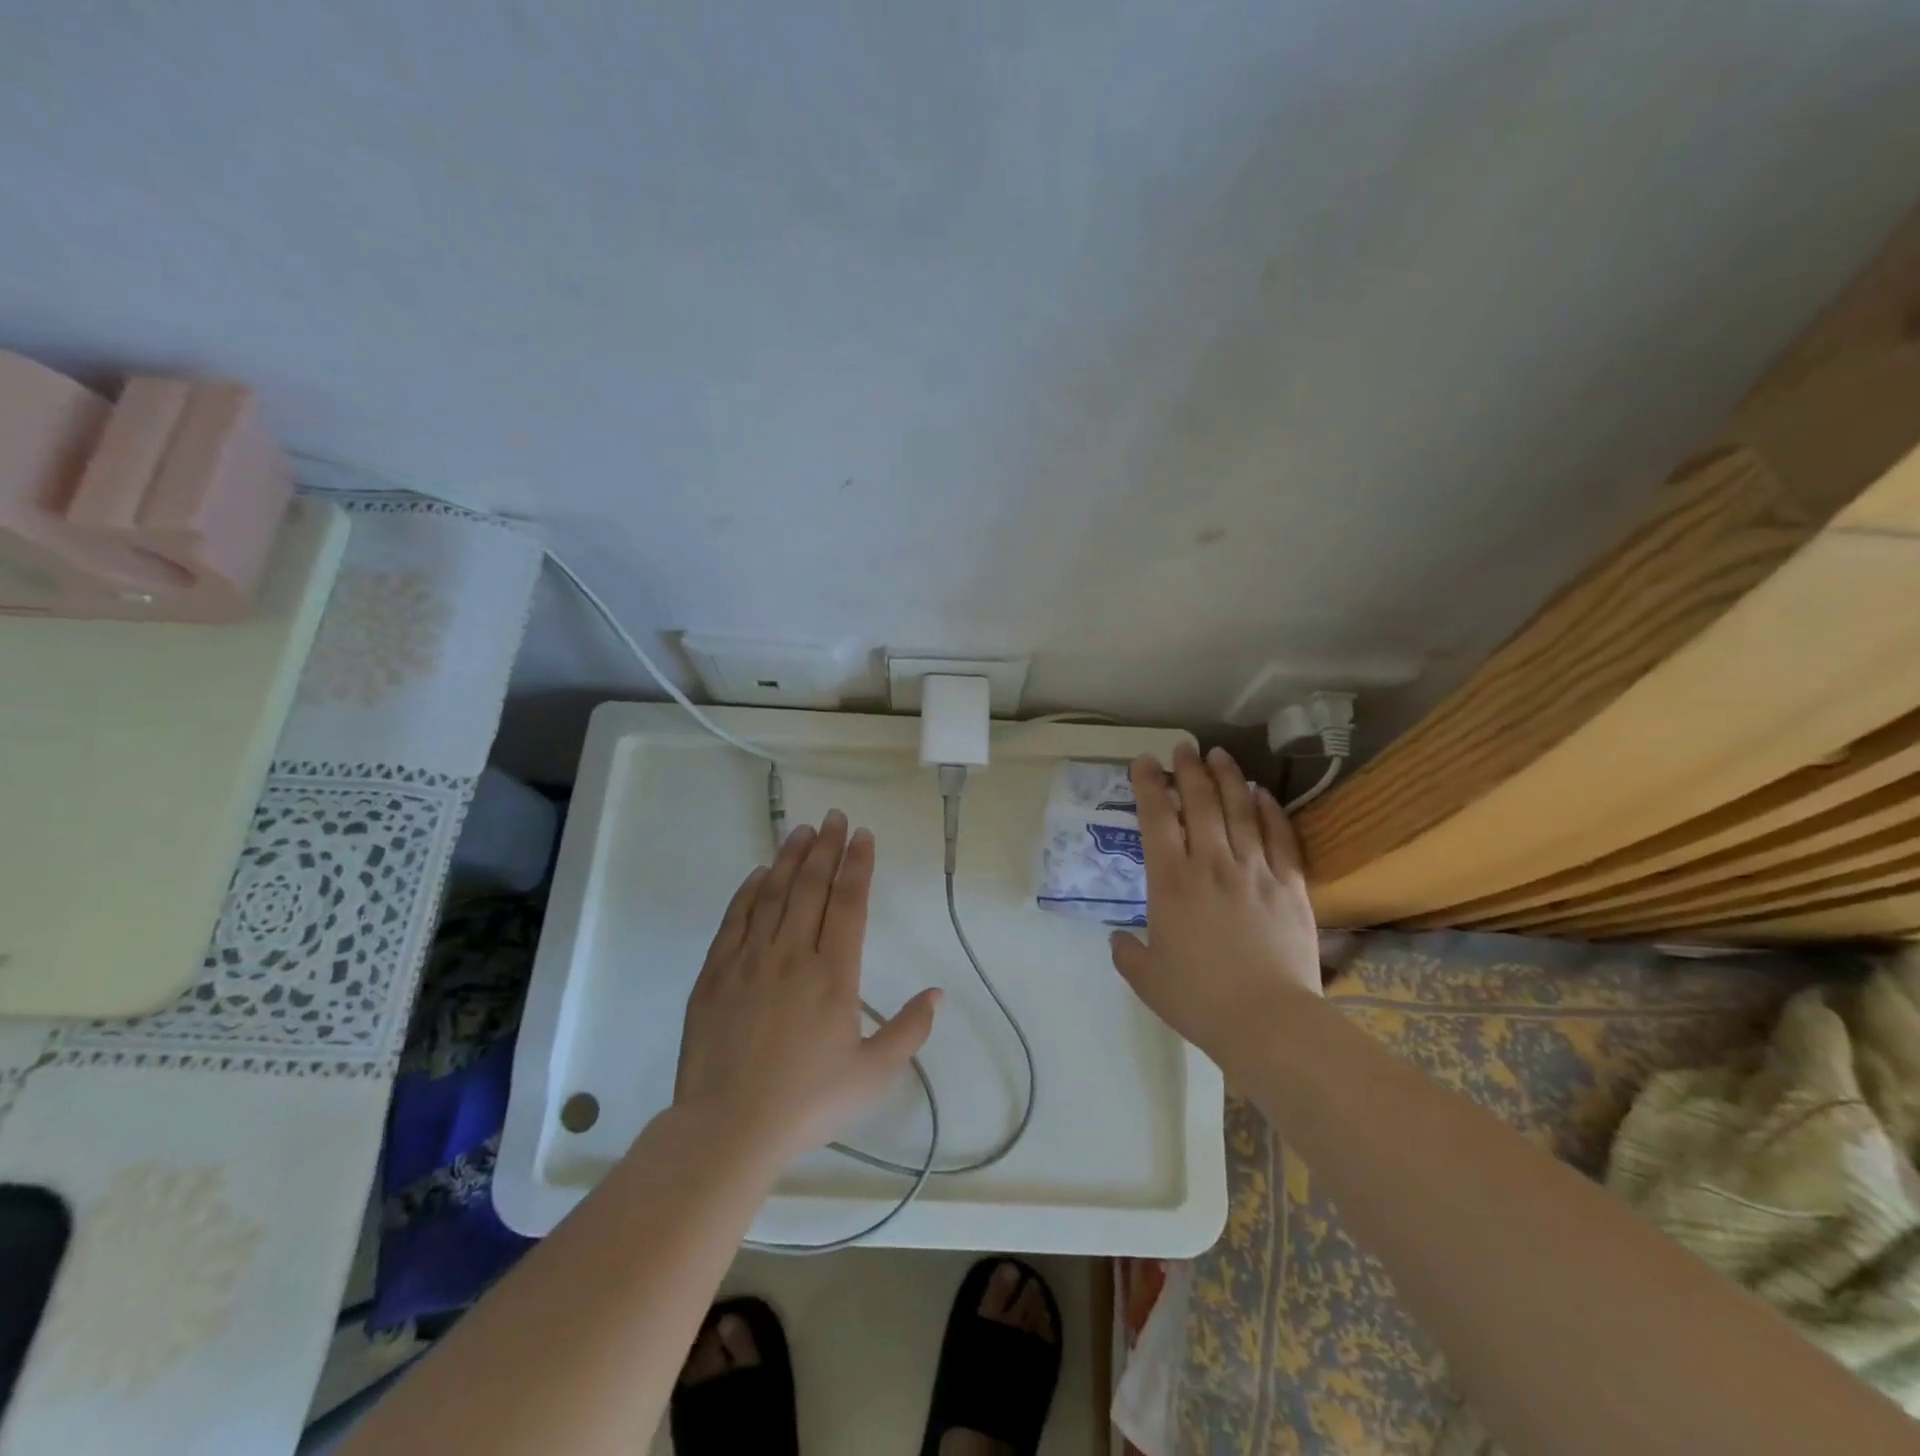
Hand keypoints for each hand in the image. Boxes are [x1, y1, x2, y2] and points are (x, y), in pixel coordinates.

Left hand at [674, 809, 940, 1164]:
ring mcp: (749, 961)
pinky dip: (749, 891)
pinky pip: (735, 920)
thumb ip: (909, 1031)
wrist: (727, 1128)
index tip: (863, 836)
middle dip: (826, 848)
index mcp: (833, 974)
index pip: (849, 903)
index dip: (858, 865)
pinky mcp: (715, 974)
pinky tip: (758, 874)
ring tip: (801, 830)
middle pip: (811, 887)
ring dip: (790, 859)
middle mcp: (792, 955)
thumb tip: (937, 994)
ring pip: (773, 895)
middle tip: (834, 817)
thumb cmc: (807, 1102)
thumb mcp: (872, 1075)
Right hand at [1108, 744, 1320, 1069]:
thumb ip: (1127, 952)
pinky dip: (1270, 811)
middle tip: (1183, 747)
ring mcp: (1254, 871)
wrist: (1268, 1022)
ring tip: (1220, 755)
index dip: (1148, 785)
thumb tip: (1119, 937)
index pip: (1157, 818)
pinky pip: (1279, 837)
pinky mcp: (1290, 885)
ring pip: (1240, 810)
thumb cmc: (1199, 1000)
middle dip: (1188, 770)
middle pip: (1200, 803)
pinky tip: (1262, 794)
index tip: (1144, 762)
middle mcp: (1211, 864)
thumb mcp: (1147, 979)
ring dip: (1228, 778)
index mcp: (1170, 882)